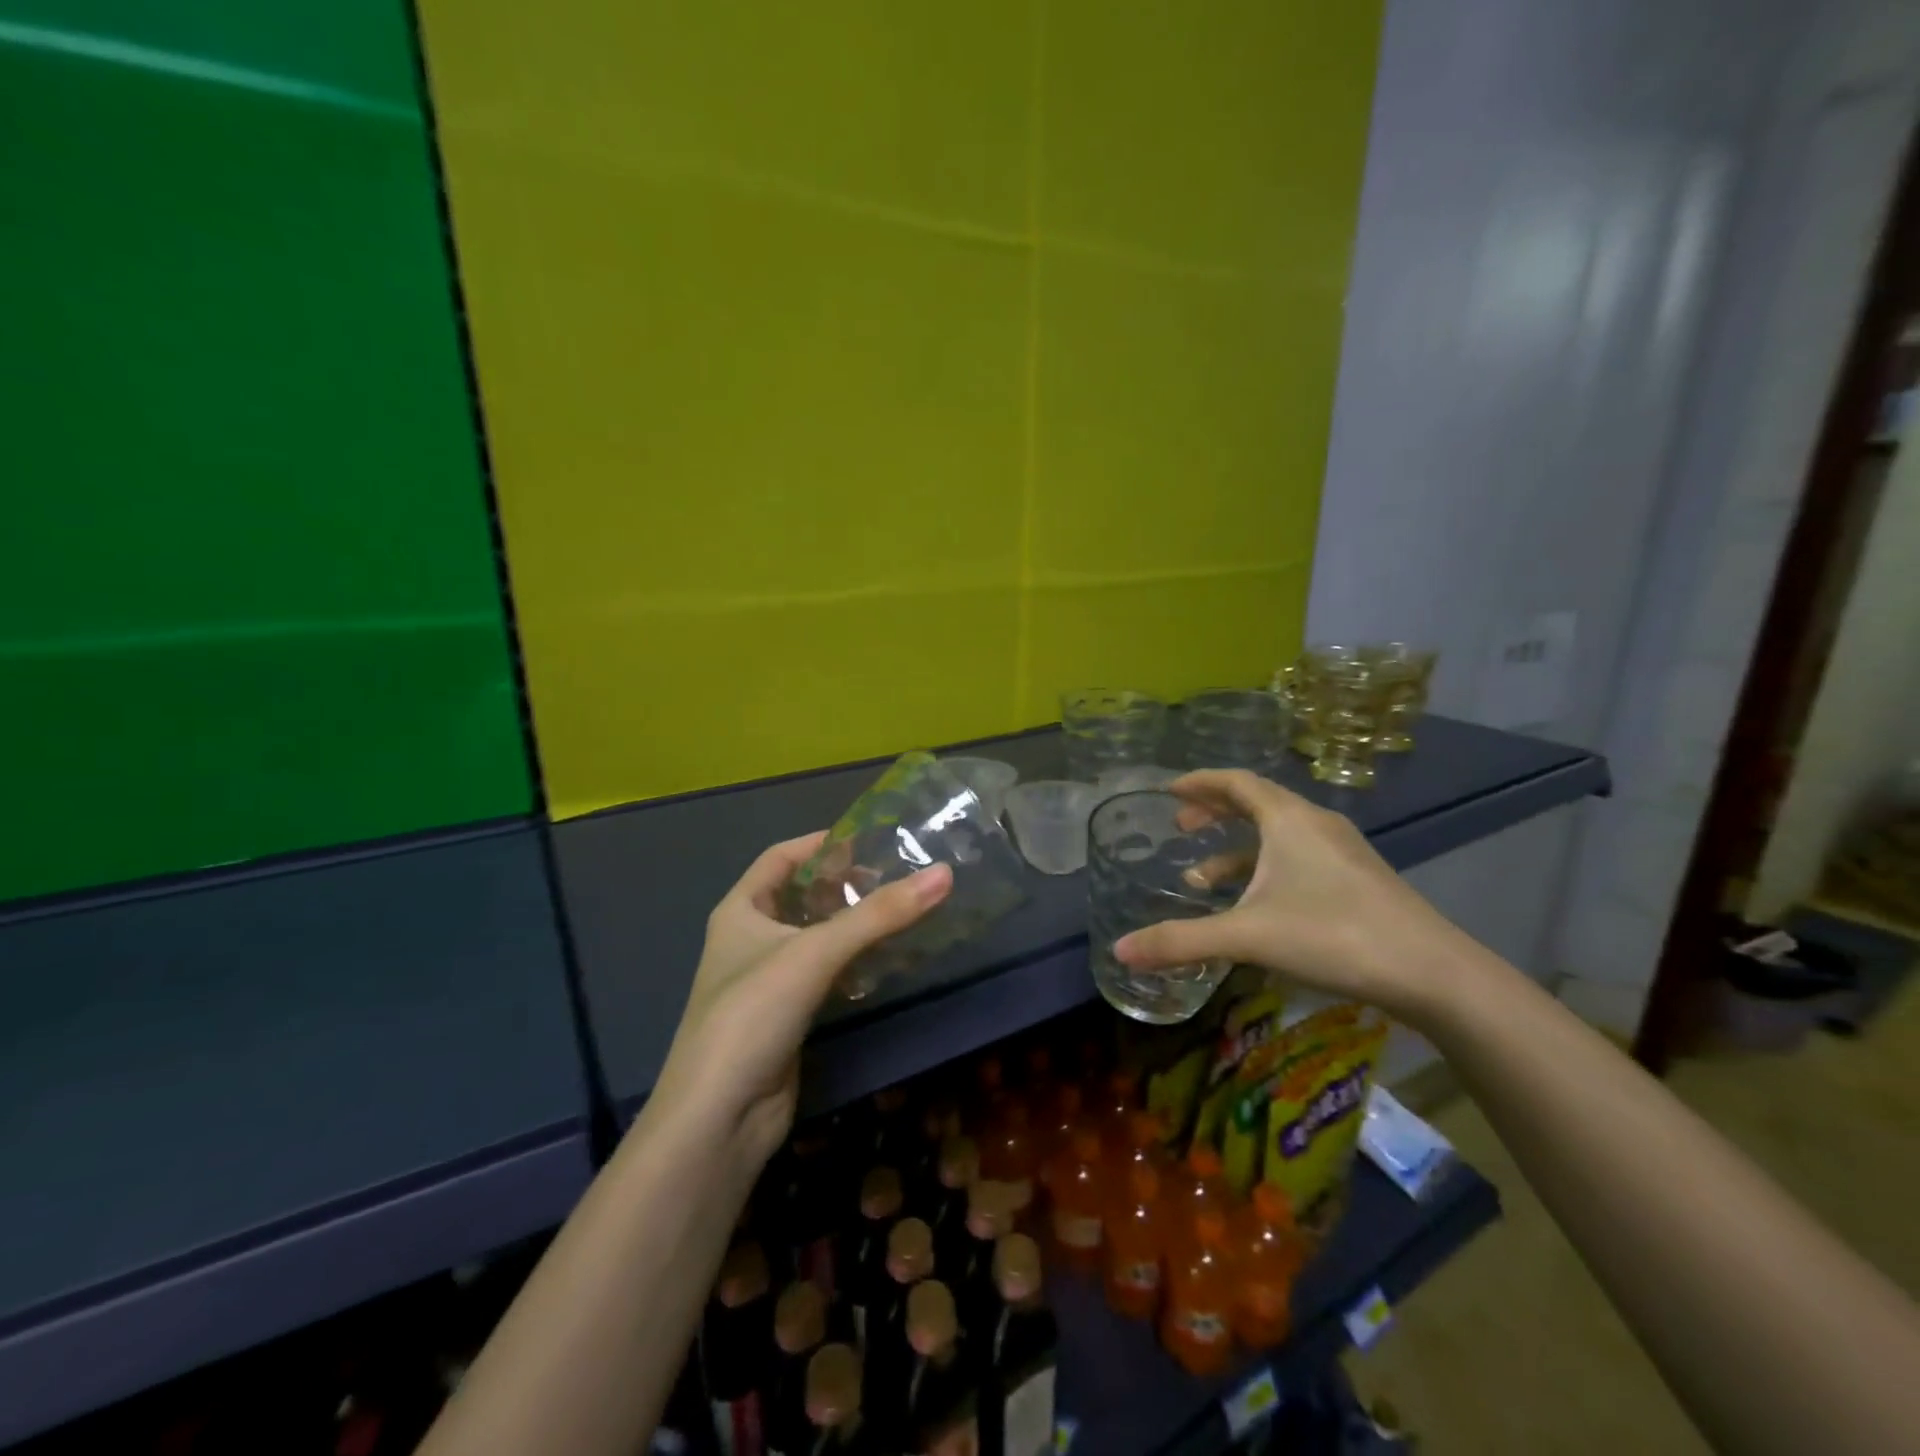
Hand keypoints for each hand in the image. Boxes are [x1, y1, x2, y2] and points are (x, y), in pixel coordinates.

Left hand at [652, 833, 952, 1167]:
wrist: (719, 1118)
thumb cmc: (754, 1013)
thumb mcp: (815, 952)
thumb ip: (880, 914)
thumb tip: (944, 874)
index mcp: (740, 909)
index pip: (781, 857)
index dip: (822, 843)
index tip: (871, 838)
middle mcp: (751, 938)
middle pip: (803, 895)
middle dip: (846, 883)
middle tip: (898, 875)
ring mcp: (769, 979)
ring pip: (817, 936)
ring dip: (854, 923)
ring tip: (902, 909)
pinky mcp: (788, 1015)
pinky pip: (826, 973)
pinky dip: (854, 961)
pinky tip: (887, 959)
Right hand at [1111, 770, 1479, 1025]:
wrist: (1433, 973)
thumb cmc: (1333, 935)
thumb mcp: (1247, 937)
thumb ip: (1181, 941)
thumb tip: (1120, 951)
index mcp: (1288, 819)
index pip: (1236, 781)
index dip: (1200, 782)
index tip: (1169, 791)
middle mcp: (1315, 824)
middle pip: (1256, 802)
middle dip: (1213, 813)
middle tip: (1180, 830)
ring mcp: (1341, 851)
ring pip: (1277, 835)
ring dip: (1236, 849)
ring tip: (1203, 880)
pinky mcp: (1357, 878)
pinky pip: (1297, 857)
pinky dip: (1264, 869)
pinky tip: (1253, 906)